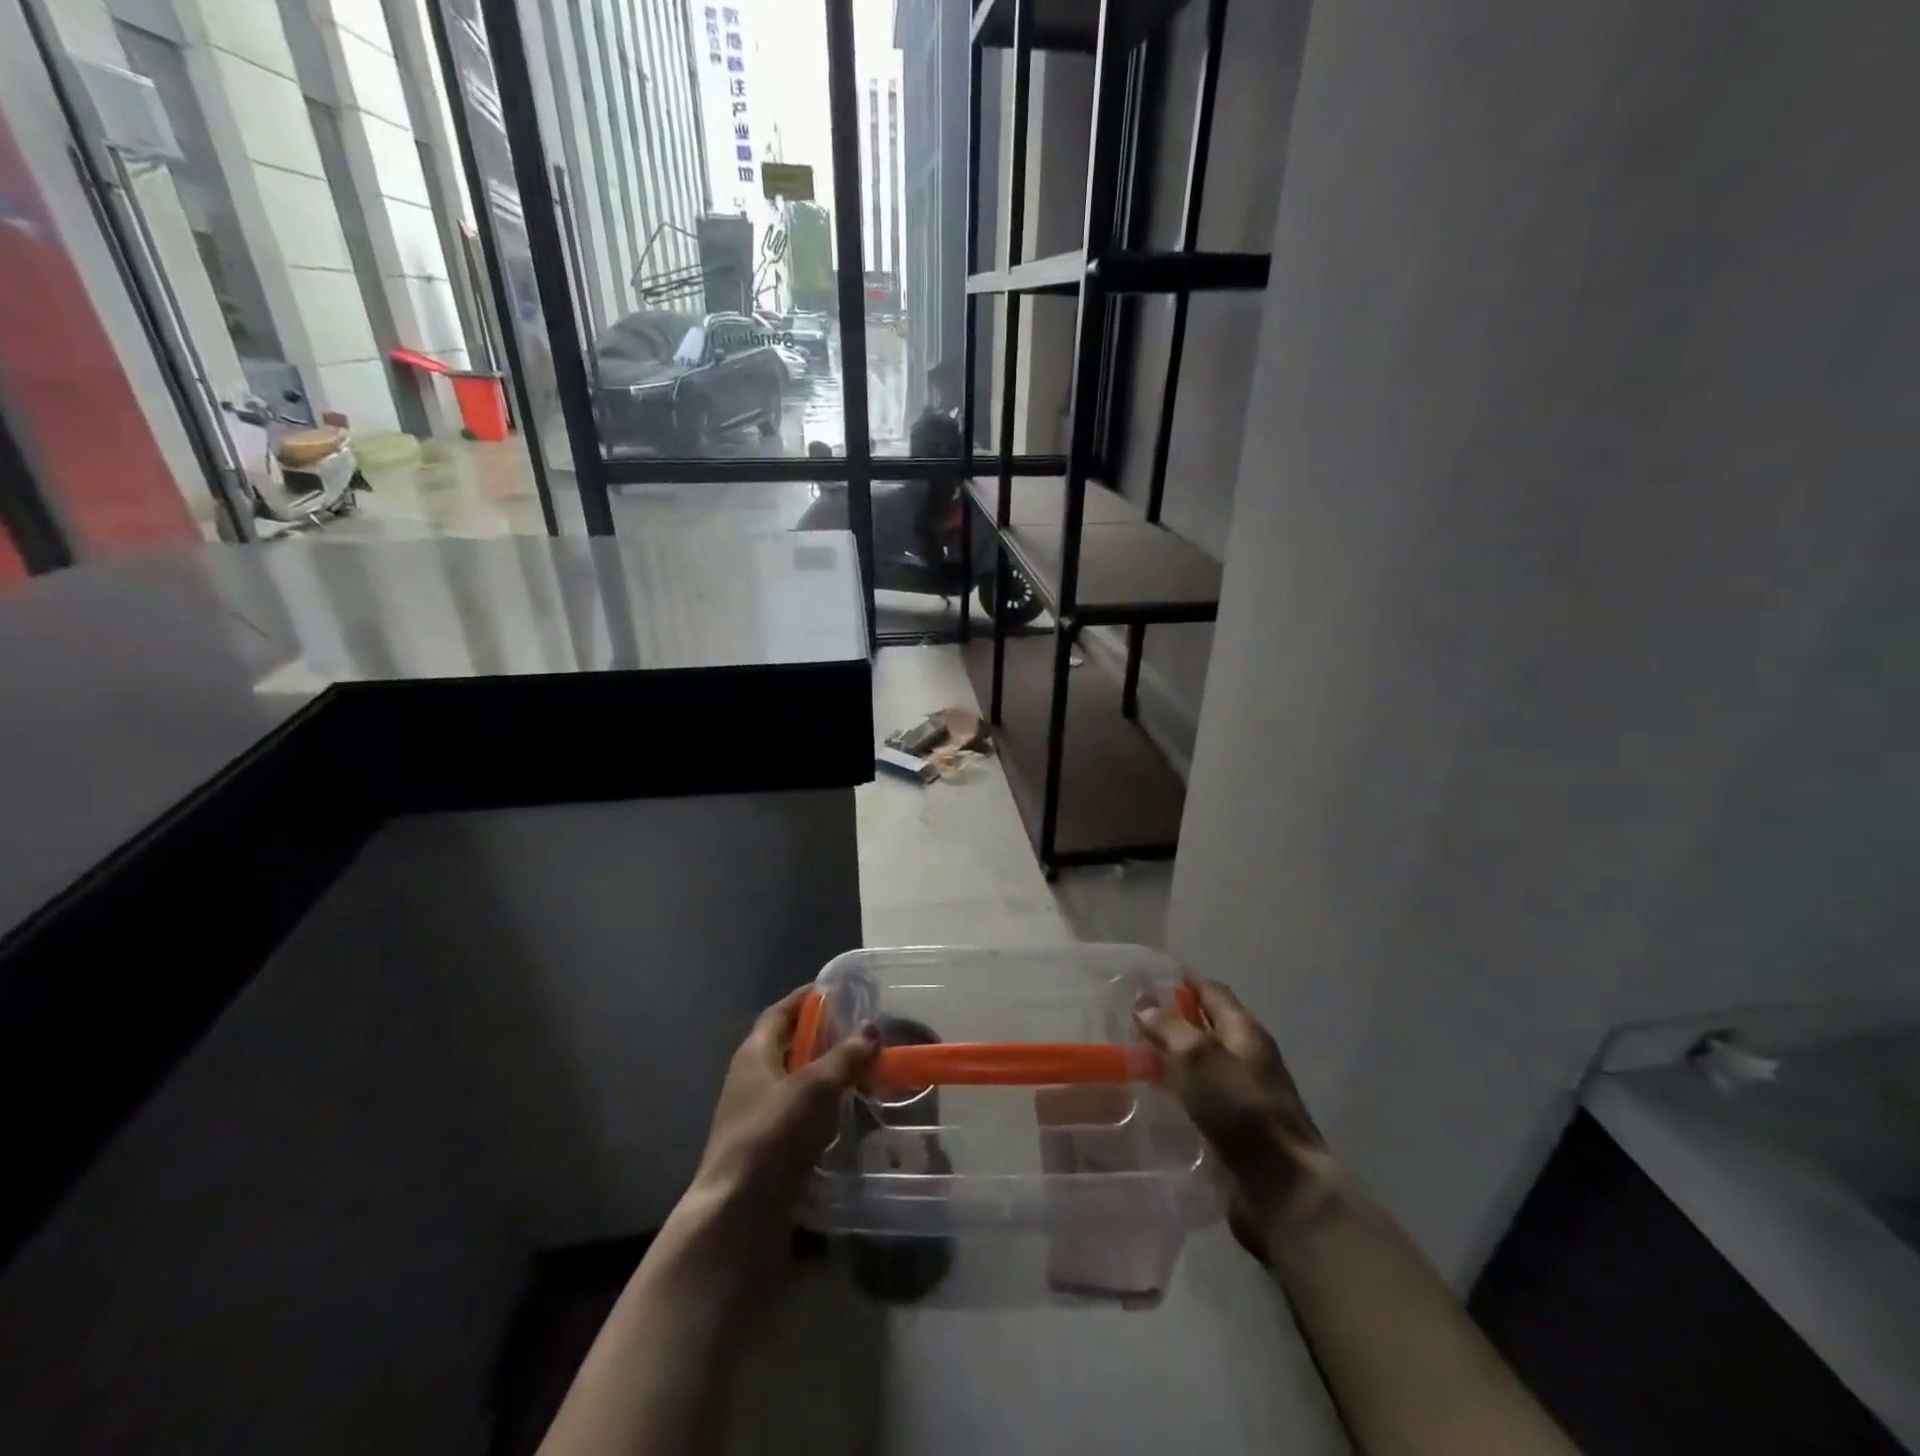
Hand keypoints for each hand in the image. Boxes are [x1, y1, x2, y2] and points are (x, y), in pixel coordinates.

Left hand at [672, 988, 878, 1275]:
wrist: (739, 1215)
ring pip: (794, 1085)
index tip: (837, 991)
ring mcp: (754, 1118)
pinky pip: (797, 1118)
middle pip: (787, 1047)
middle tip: (859, 1033)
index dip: (806, 999)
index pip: (780, 1013)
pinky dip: (821, 1111)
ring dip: (824, 1077)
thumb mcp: (817, 1087)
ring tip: (861, 1073)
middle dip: (821, 1038)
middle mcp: (750, 1080)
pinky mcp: (765, 1152)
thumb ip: (846, 1056)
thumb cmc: (774, 1134)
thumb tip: (871, 1029)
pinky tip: (847, 1118)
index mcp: (754, 1054)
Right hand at [1135, 978, 1338, 1263]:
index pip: (1211, 991)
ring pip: (1198, 1065)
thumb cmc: (1241, 1110)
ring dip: (1169, 1058)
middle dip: (1170, 1020)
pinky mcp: (1232, 1130)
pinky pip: (1197, 1099)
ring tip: (1128, 1056)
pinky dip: (1174, 1092)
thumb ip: (1170, 1027)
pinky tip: (1147, 1098)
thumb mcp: (1199, 1057)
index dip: (1182, 981)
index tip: (1145, 977)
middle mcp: (1245, 1058)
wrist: (1281, 1188)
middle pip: (1205, 1027)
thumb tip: (1144, 1005)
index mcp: (1245, 1031)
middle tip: (1126, 1018)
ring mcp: (1240, 1095)